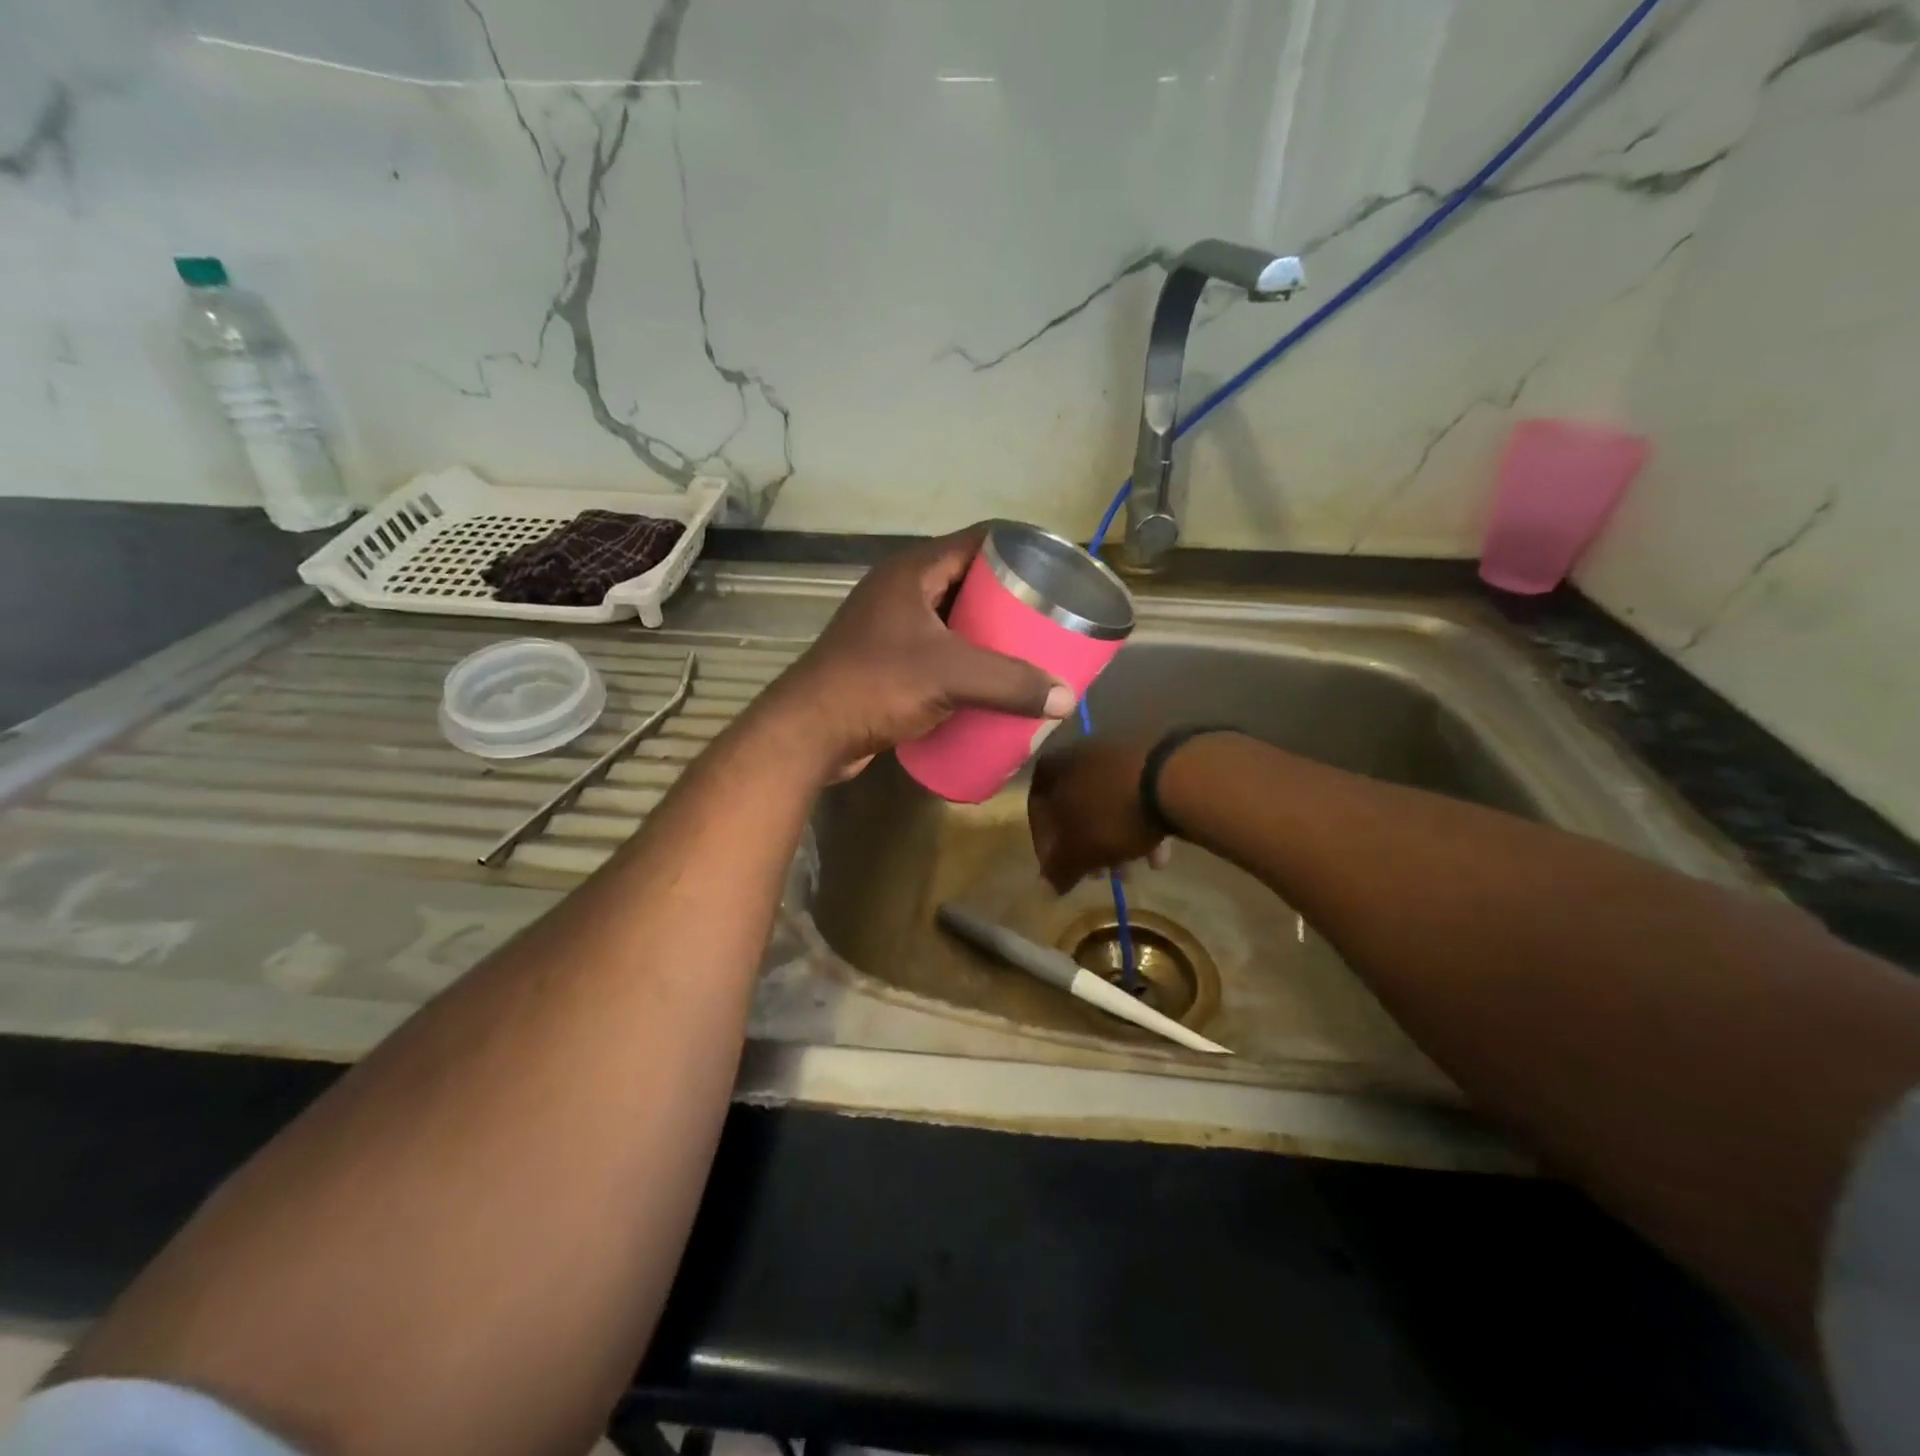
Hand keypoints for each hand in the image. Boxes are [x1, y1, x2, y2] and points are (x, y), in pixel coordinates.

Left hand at [766, 526, 1073, 779]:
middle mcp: (900, 592)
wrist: (810, 733)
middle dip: (1009, 599)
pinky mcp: (886, 663)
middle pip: (968, 581)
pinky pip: (938, 652)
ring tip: (1029, 650)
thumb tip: (1066, 698)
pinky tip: (990, 682)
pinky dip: (965, 662)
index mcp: (912, 572)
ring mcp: (890, 628)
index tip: (1056, 572)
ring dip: (987, 634)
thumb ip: (1010, 684)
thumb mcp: (949, 677)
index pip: (978, 540)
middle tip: (1049, 618)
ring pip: (952, 620)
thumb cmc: (875, 685)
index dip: (1019, 549)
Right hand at [1028, 736, 1170, 892]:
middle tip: (1100, 875)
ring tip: (1131, 870)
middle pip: (1076, 809)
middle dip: (1088, 846)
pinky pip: (1136, 796)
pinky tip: (1158, 853)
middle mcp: (1078, 754)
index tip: (1063, 873)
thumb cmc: (1110, 814)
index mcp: (1052, 769)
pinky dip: (1142, 823)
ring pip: (1108, 804)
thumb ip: (1058, 870)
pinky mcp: (1150, 757)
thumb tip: (1044, 888)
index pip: (1038, 814)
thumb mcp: (1079, 851)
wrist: (1171, 778)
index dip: (1048, 849)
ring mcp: (1115, 752)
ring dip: (1116, 839)